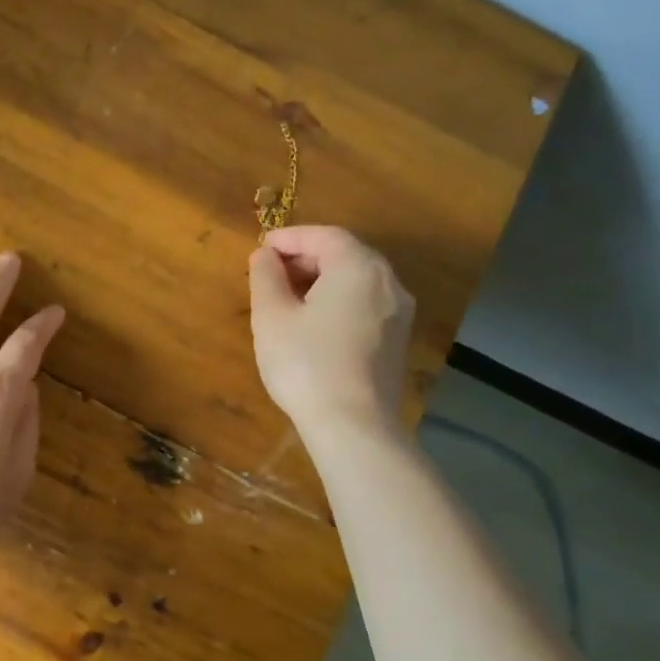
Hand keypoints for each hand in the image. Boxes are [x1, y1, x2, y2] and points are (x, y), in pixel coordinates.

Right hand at [248, 226, 414, 433]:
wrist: (353, 425)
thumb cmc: (306, 363)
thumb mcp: (272, 316)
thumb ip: (266, 277)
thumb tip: (265, 256)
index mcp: (358, 267)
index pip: (324, 236)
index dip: (290, 237)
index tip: (261, 248)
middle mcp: (388, 282)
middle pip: (345, 255)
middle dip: (306, 258)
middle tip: (270, 273)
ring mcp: (398, 313)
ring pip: (357, 281)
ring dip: (321, 280)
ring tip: (287, 298)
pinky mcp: (397, 340)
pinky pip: (365, 304)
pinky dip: (338, 301)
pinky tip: (313, 323)